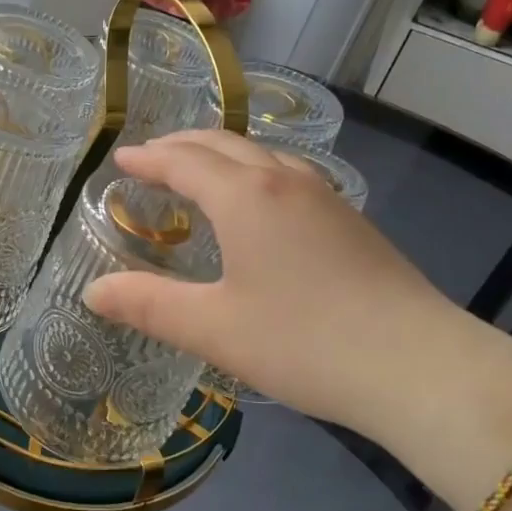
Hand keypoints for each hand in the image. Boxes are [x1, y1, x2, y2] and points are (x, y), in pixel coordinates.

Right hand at [82, 131, 511, 445]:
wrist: (418, 365)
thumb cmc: (304, 342)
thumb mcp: (214, 328)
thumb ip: (148, 305)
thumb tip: (92, 292)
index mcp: (246, 196)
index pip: (184, 161)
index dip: (148, 158)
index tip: (121, 158)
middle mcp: (285, 181)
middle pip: (223, 145)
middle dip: (181, 146)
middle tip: (150, 158)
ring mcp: (325, 197)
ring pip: (261, 155)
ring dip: (221, 155)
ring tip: (199, 174)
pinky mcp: (350, 220)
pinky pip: (288, 175)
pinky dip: (254, 173)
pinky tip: (260, 204)